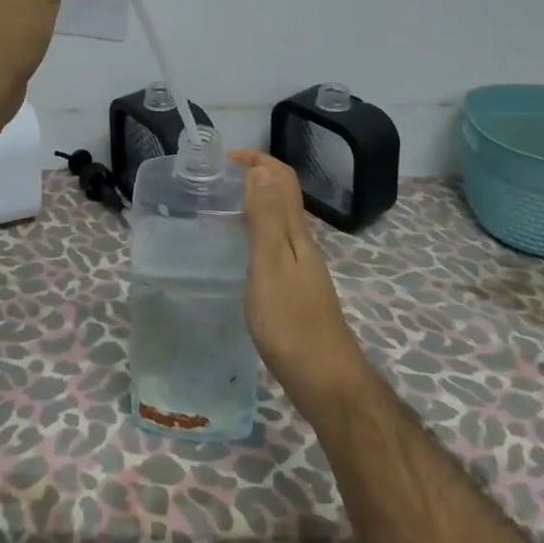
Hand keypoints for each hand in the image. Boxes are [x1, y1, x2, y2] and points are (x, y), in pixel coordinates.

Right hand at [235, 150, 375, 414]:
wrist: (327, 384)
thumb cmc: (292, 323)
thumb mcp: (270, 265)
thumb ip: (266, 218)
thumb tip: (260, 169)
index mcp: (296, 233)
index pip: (283, 179)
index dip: (258, 159)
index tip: (224, 158)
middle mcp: (303, 244)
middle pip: (283, 196)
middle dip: (254, 178)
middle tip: (216, 182)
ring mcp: (302, 269)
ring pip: (280, 222)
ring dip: (255, 205)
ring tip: (220, 211)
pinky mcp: (297, 292)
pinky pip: (276, 246)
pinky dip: (256, 234)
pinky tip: (238, 254)